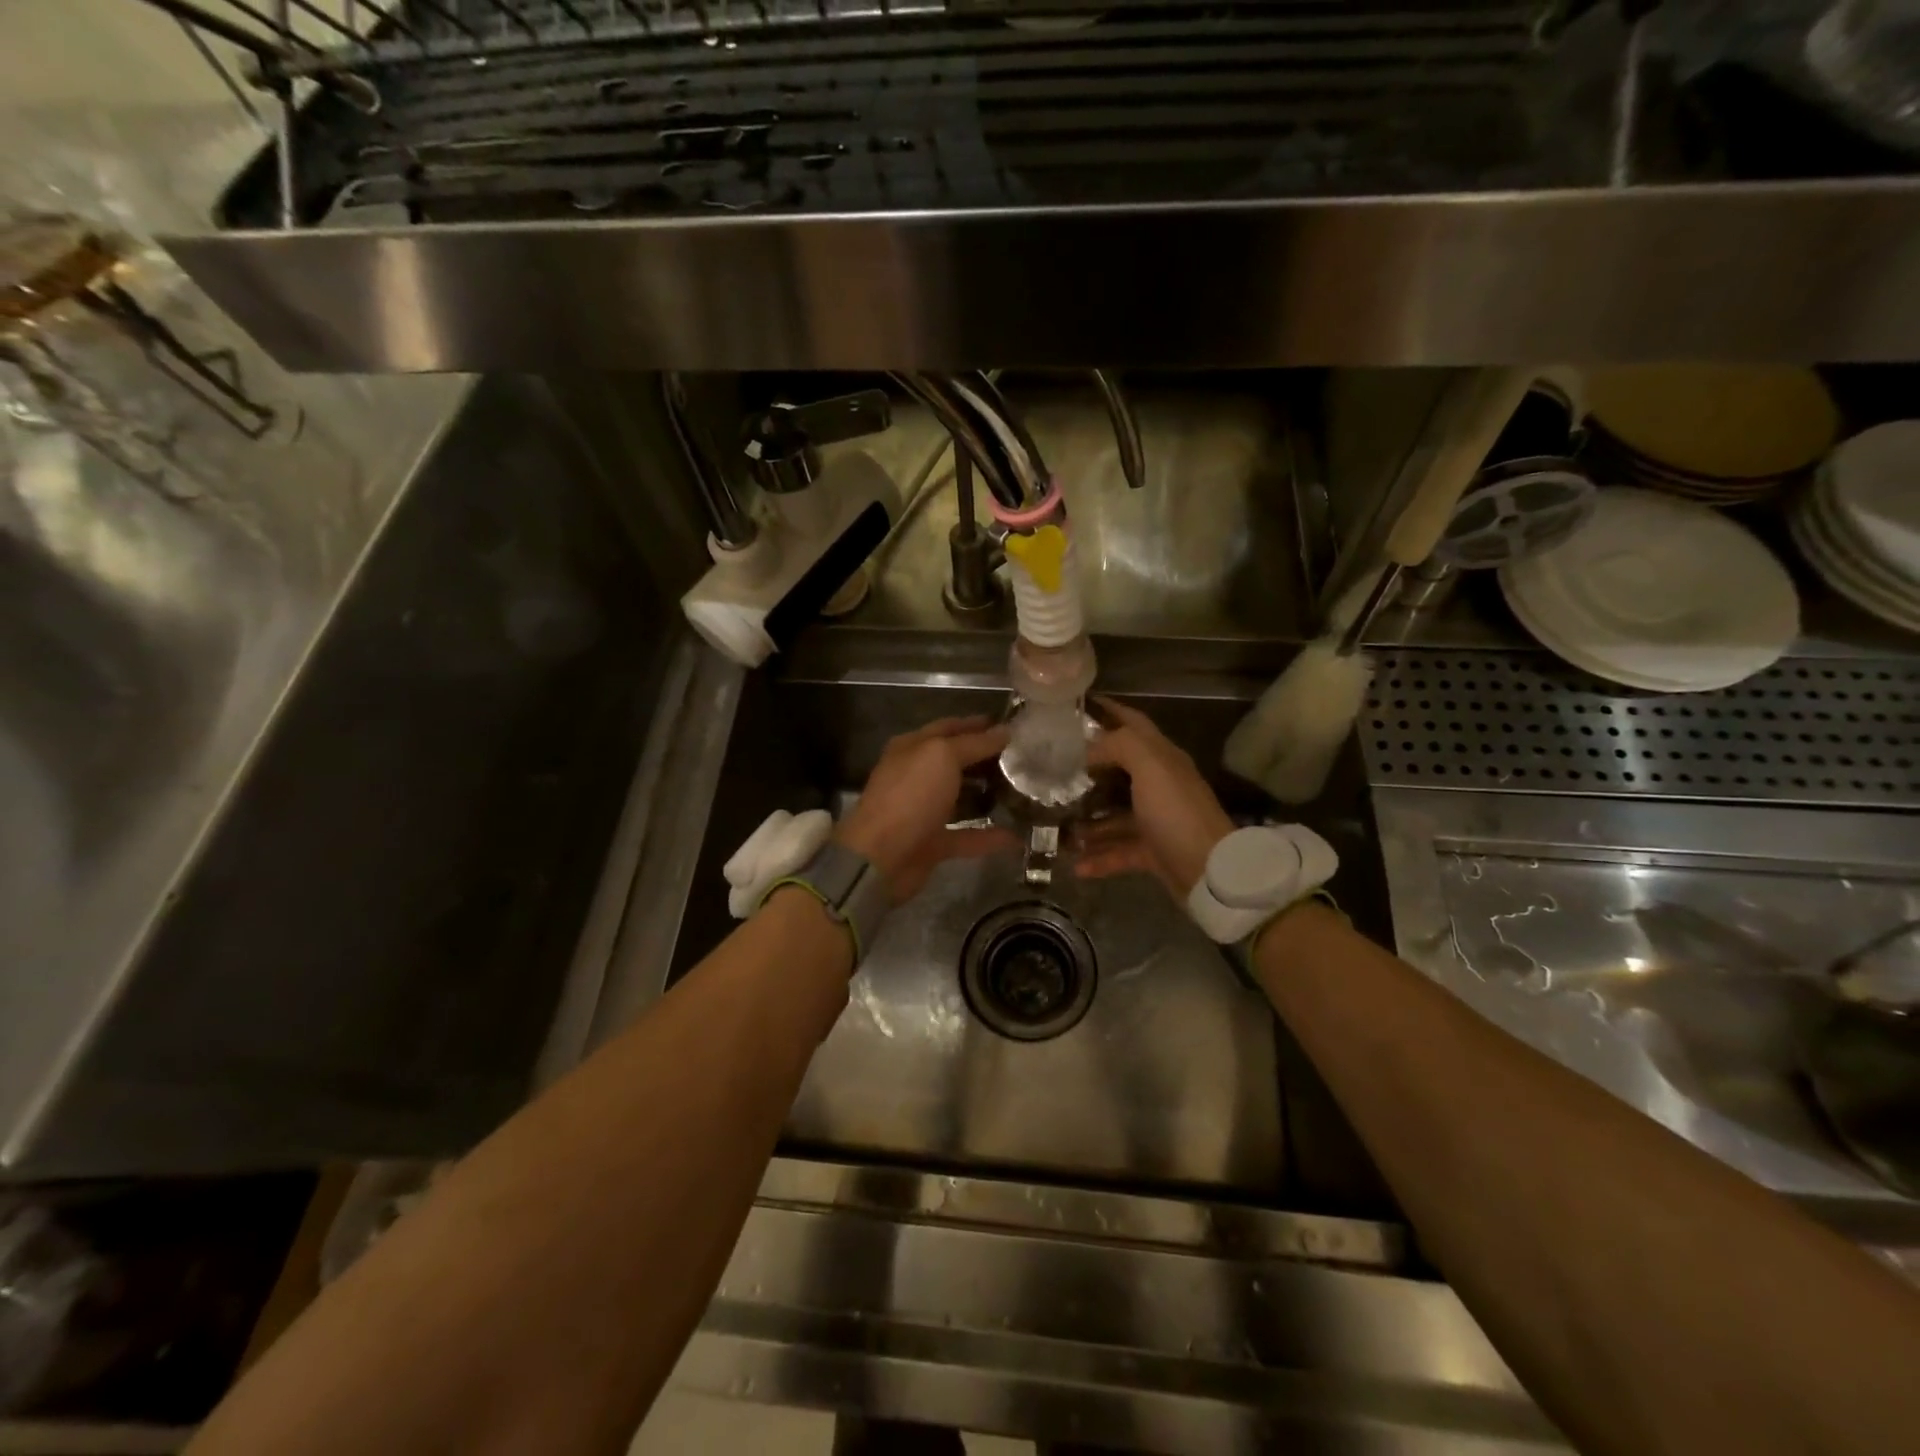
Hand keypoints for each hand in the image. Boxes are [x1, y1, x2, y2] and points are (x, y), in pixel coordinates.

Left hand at [837, 716, 1013, 902]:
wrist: (880, 858)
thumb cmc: (910, 796)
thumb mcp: (942, 757)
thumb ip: (974, 743)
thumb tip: (1004, 731)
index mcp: (913, 748)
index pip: (948, 728)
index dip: (977, 724)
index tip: (1010, 725)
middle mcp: (917, 776)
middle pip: (957, 762)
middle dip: (987, 759)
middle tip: (1024, 758)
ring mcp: (924, 811)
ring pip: (962, 798)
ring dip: (989, 795)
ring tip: (1025, 792)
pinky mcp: (933, 843)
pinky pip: (968, 836)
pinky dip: (990, 837)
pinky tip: (1019, 837)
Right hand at [1076, 697, 1233, 896]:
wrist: (1210, 872)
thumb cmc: (1176, 812)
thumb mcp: (1150, 766)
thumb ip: (1119, 745)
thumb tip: (1088, 749)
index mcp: (1162, 758)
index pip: (1133, 723)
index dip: (1109, 710)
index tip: (1077, 705)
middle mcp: (1160, 785)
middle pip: (1118, 770)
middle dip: (1087, 771)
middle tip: (1052, 772)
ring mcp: (1156, 820)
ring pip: (1114, 815)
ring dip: (1087, 821)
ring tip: (1057, 827)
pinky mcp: (1153, 852)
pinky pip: (1119, 851)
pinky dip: (1099, 858)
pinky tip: (1077, 865)